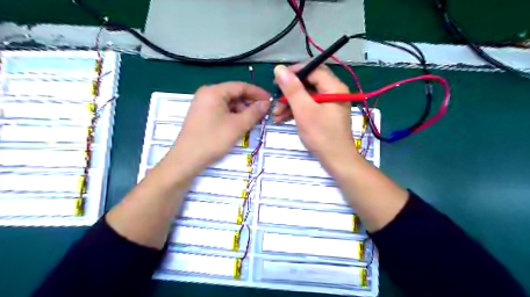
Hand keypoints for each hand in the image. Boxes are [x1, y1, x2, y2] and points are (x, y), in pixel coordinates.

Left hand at [168, 82, 268, 178]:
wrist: (187, 159)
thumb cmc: (213, 140)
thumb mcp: (237, 126)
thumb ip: (254, 112)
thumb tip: (266, 103)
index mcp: (214, 91)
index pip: (241, 86)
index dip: (257, 93)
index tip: (270, 101)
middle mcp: (207, 94)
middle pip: (234, 94)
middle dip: (250, 103)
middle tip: (263, 114)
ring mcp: (203, 104)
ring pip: (229, 103)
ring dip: (242, 111)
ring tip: (252, 123)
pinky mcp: (202, 114)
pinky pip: (222, 110)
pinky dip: (233, 116)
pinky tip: (240, 126)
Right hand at [274, 64, 354, 170]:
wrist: (336, 160)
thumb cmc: (321, 135)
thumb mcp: (304, 111)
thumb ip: (292, 89)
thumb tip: (279, 69)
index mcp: (334, 87)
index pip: (313, 69)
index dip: (294, 72)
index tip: (277, 80)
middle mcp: (334, 92)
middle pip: (309, 83)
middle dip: (290, 91)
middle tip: (275, 100)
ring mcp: (330, 104)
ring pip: (307, 96)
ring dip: (290, 103)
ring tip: (275, 114)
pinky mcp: (325, 114)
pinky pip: (309, 106)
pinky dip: (296, 111)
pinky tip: (282, 119)